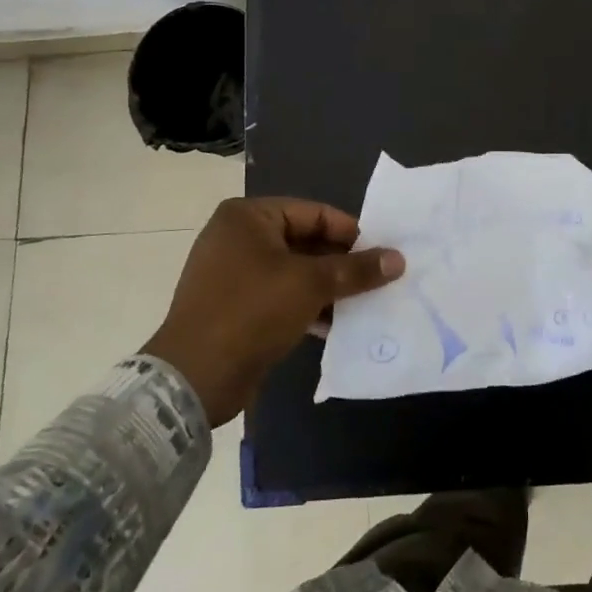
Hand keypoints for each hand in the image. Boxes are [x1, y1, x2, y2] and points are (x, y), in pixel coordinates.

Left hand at [144, 197, 403, 425]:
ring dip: (329, 287)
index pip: (314, 214)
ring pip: (295, 272)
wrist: (193, 378)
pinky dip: (308, 306)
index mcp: (249, 216)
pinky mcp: (234, 306)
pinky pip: (280, 296)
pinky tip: (337, 324)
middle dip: (342, 264)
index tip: (383, 254)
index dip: (352, 233)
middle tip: (380, 279)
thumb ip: (356, 269)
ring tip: (365, 303)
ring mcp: (233, 273)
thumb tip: (398, 259)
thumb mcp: (310, 284)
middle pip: (305, 242)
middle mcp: (237, 237)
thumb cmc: (252, 312)